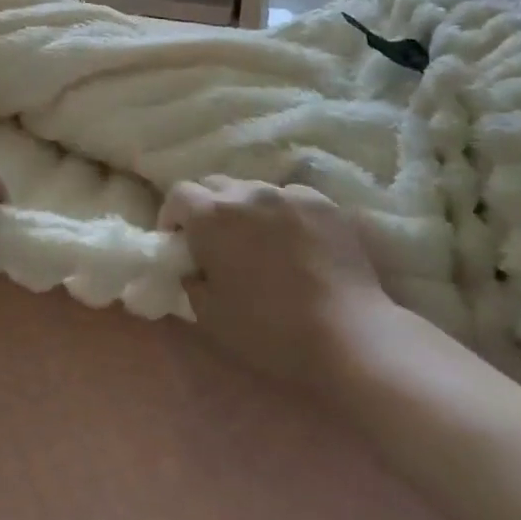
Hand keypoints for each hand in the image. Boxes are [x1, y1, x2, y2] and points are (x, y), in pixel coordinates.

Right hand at [160, 176, 390, 396]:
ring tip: (257, 241)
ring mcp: (288, 194)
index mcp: (211, 216)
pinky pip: (289, 198)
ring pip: (253, 189)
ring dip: (245, 209)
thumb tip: (192, 266)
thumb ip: (191, 280)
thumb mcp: (209, 314)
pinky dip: (281, 214)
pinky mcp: (322, 203)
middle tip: (214, 242)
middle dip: (206, 208)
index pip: (178, 194)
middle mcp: (247, 193)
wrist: (348, 334)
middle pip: (214, 185)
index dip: (172, 216)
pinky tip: (293, 243)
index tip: (178, 243)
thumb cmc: (269, 330)